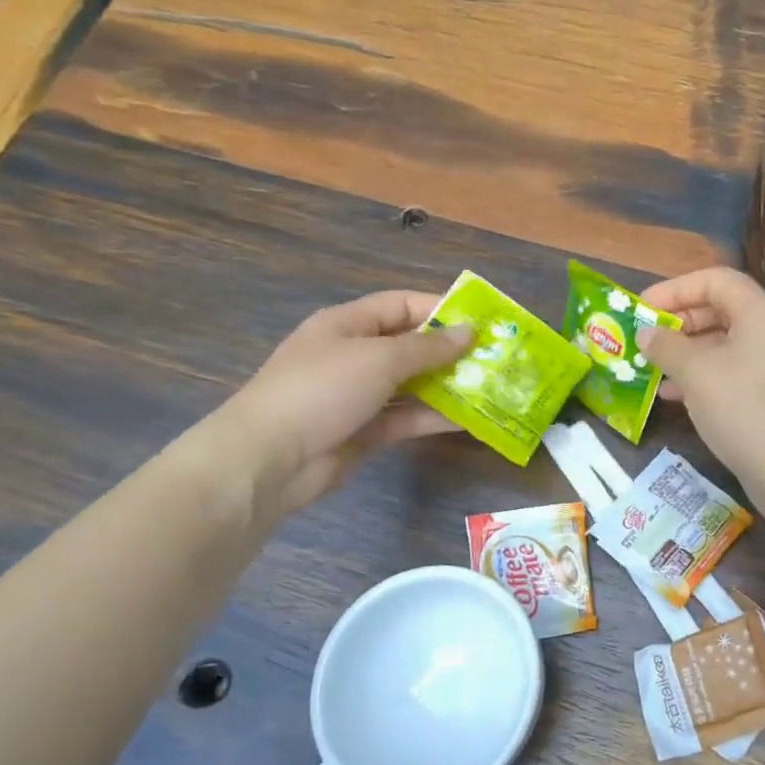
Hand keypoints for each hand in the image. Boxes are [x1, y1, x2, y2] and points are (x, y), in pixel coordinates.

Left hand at [212, 291, 471, 514]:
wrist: (271, 459)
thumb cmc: (322, 389)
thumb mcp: (379, 359)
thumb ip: (428, 347)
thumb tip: (469, 332)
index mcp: (348, 324)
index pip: (401, 305)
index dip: (441, 309)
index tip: (481, 321)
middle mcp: (354, 355)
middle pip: (410, 346)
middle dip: (450, 352)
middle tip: (494, 358)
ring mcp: (358, 395)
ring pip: (411, 385)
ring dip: (447, 386)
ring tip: (490, 389)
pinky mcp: (364, 430)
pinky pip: (406, 417)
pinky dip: (433, 417)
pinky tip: (469, 420)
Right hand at [637, 267, 764, 494]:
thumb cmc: (742, 406)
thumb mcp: (696, 371)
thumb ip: (666, 345)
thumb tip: (646, 333)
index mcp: (761, 310)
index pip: (715, 280)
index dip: (675, 289)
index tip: (641, 308)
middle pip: (719, 310)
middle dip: (678, 323)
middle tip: (643, 339)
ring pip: (722, 344)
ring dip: (685, 353)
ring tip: (650, 368)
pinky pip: (730, 371)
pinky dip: (701, 376)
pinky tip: (672, 394)